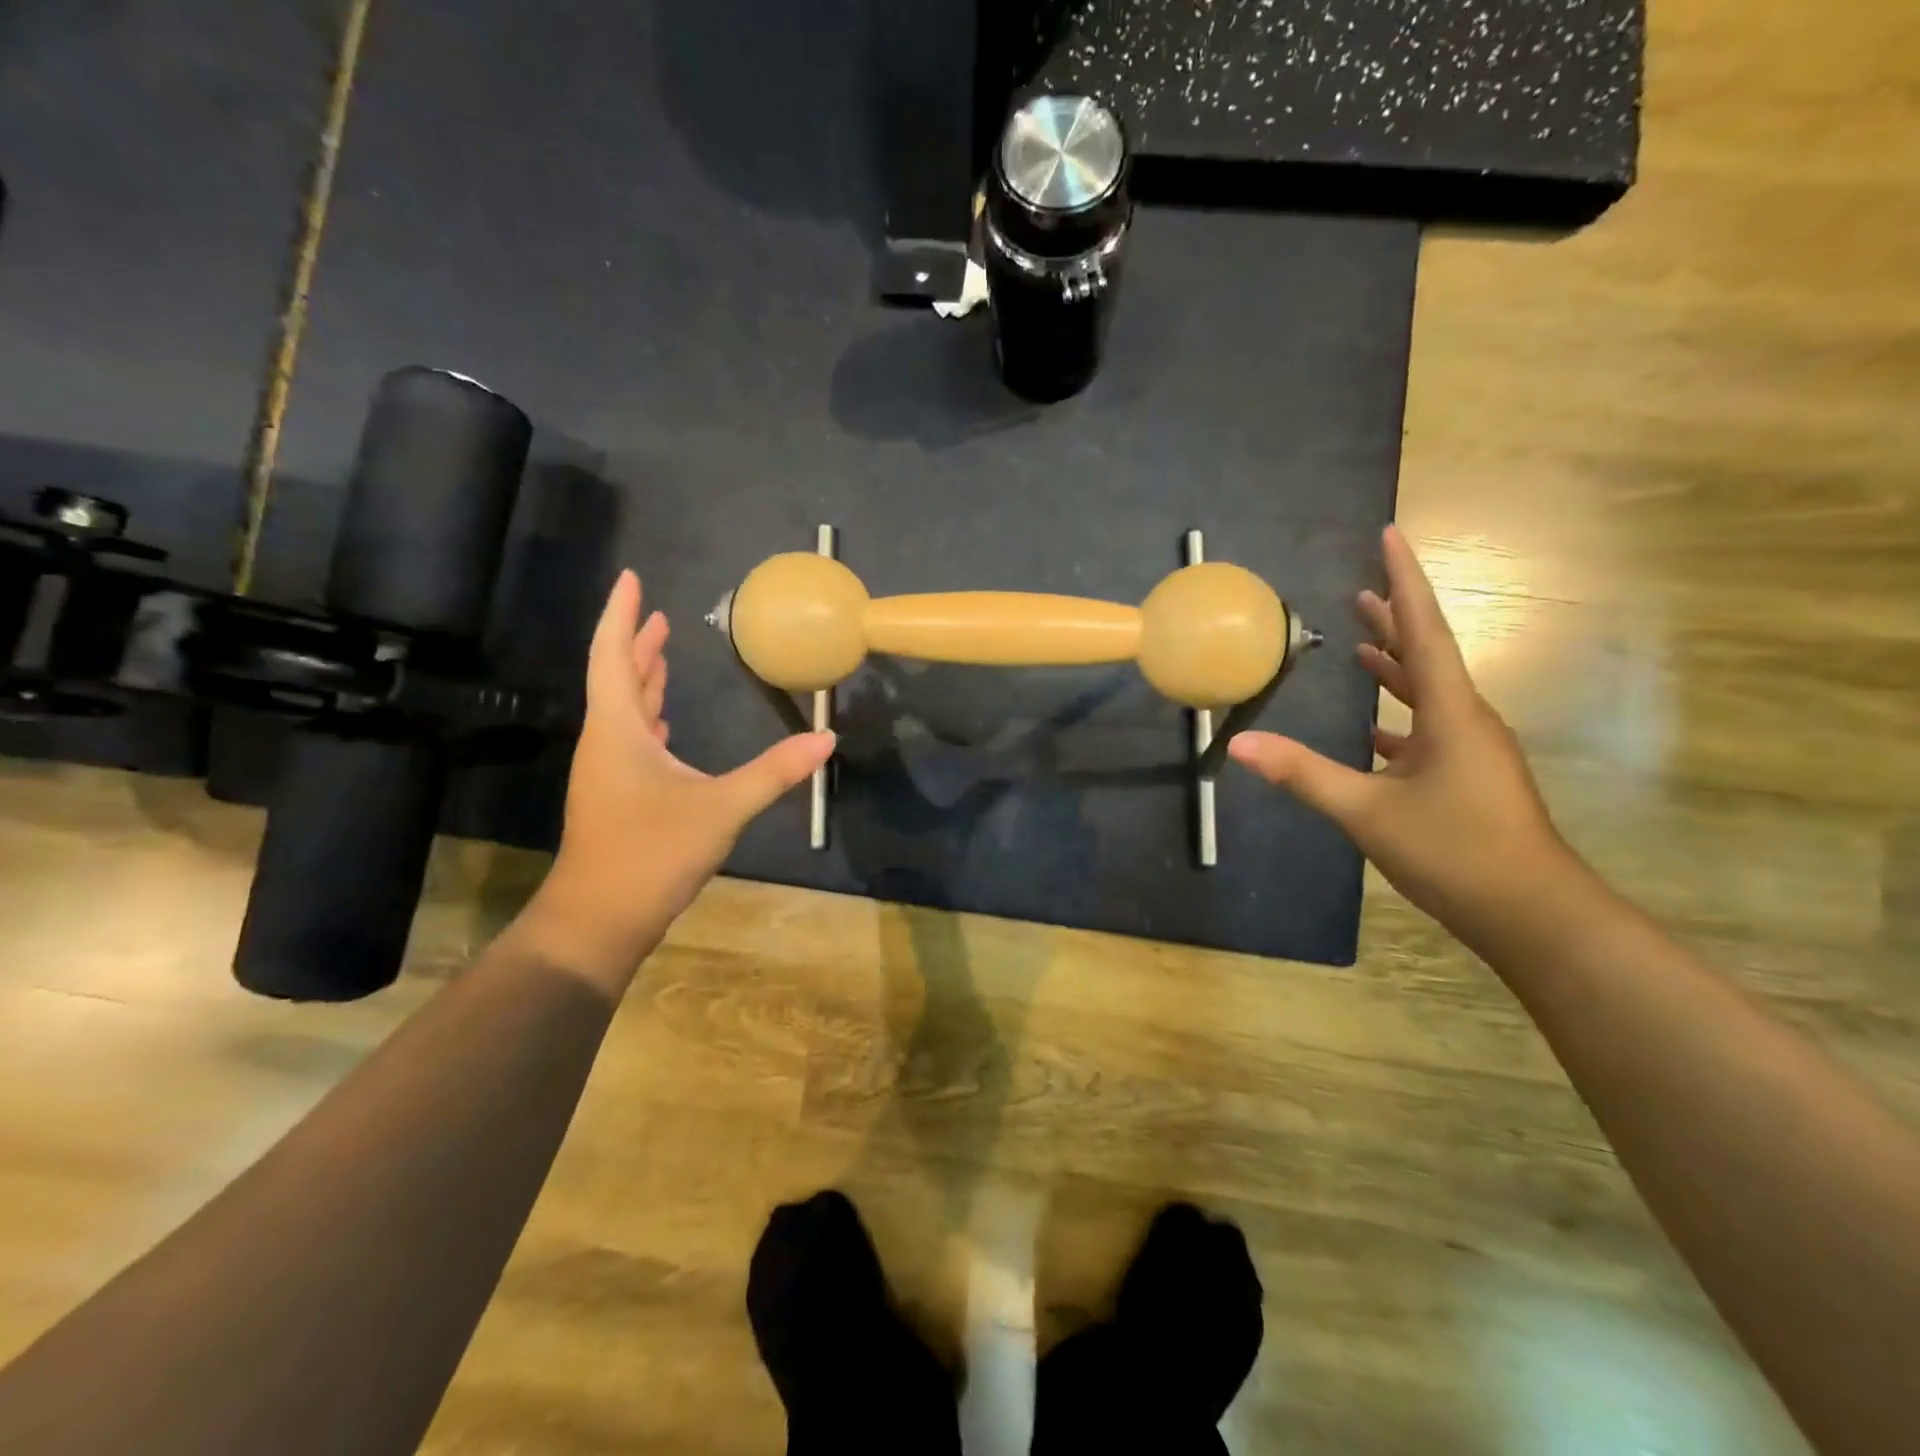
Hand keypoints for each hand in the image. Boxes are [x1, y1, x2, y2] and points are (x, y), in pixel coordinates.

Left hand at [519, 571, 833, 991]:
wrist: (599, 920)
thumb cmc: (651, 853)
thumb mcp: (721, 808)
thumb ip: (774, 771)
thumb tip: (825, 738)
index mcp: (619, 732)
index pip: (614, 656)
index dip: (621, 616)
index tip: (630, 579)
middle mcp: (607, 744)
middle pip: (617, 679)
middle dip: (637, 644)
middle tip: (656, 615)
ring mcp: (609, 773)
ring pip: (624, 713)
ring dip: (642, 681)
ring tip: (661, 655)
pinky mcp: (618, 798)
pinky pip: (632, 742)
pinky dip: (649, 721)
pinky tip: (666, 726)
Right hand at [1229, 526, 1572, 949]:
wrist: (1532, 913)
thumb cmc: (1454, 851)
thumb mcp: (1366, 811)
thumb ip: (1303, 773)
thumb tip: (1241, 742)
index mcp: (1450, 713)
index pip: (1424, 631)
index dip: (1405, 581)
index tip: (1391, 536)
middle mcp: (1466, 720)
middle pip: (1427, 654)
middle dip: (1395, 619)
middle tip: (1362, 589)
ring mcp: (1470, 750)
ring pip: (1429, 692)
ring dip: (1396, 665)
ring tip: (1364, 645)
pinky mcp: (1467, 776)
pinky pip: (1428, 728)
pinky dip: (1399, 715)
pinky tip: (1374, 728)